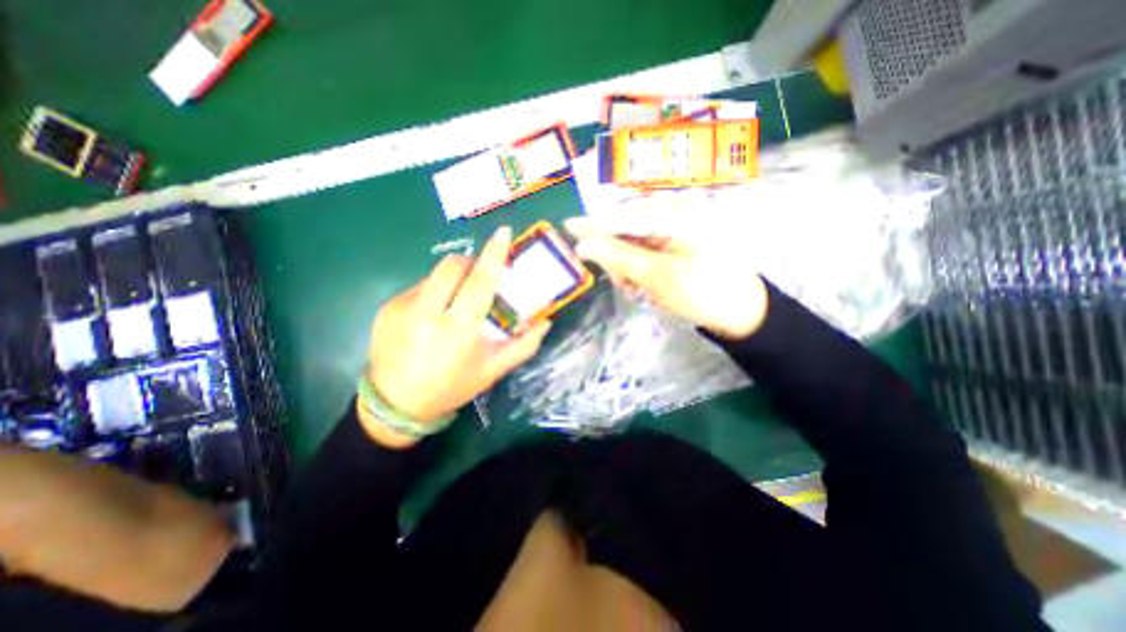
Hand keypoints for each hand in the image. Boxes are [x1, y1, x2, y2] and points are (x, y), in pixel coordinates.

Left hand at [364, 228, 551, 448]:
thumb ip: (524, 345)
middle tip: (481, 276)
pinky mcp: (387, 307)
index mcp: (458, 330)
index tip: (503, 233)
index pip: (480, 282)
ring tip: (456, 303)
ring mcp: (402, 307)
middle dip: (471, 262)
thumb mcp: (493, 370)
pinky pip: (419, 287)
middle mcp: (427, 313)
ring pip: (435, 275)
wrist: (395, 405)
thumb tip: (546, 321)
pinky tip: (434, 316)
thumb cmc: (452, 387)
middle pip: (452, 266)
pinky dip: (435, 293)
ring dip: (453, 280)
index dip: (493, 255)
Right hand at [568, 215, 768, 341]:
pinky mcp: (679, 242)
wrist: (741, 312)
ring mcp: (679, 227)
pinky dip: (640, 267)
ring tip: (636, 289)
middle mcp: (677, 212)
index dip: (594, 224)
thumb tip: (583, 245)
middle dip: (618, 255)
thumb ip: (618, 257)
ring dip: (629, 265)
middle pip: (628, 227)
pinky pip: (648, 249)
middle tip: (622, 283)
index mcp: (677, 213)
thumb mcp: (657, 276)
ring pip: (636, 241)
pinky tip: (644, 284)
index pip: (624, 217)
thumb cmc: (703, 293)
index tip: (568, 226)